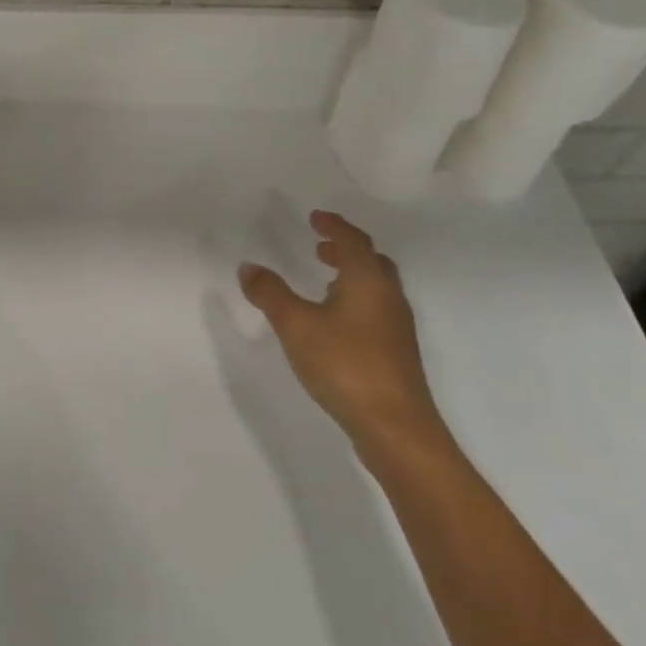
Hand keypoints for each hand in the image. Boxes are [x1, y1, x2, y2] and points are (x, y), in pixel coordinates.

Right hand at [238, 211, 447, 462]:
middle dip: (346, 250)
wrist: (395, 427)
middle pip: (372, 262)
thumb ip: (270, 294)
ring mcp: (396, 328)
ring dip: (351, 276)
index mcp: (367, 281)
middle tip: (320, 247)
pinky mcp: (396, 354)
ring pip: (376, 288)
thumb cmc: (345, 364)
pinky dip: (356, 300)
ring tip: (324, 281)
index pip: (353, 241)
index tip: (315, 217)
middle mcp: (388, 297)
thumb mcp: (295, 325)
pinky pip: (376, 310)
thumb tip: (249, 267)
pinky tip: (335, 322)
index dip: (334, 226)